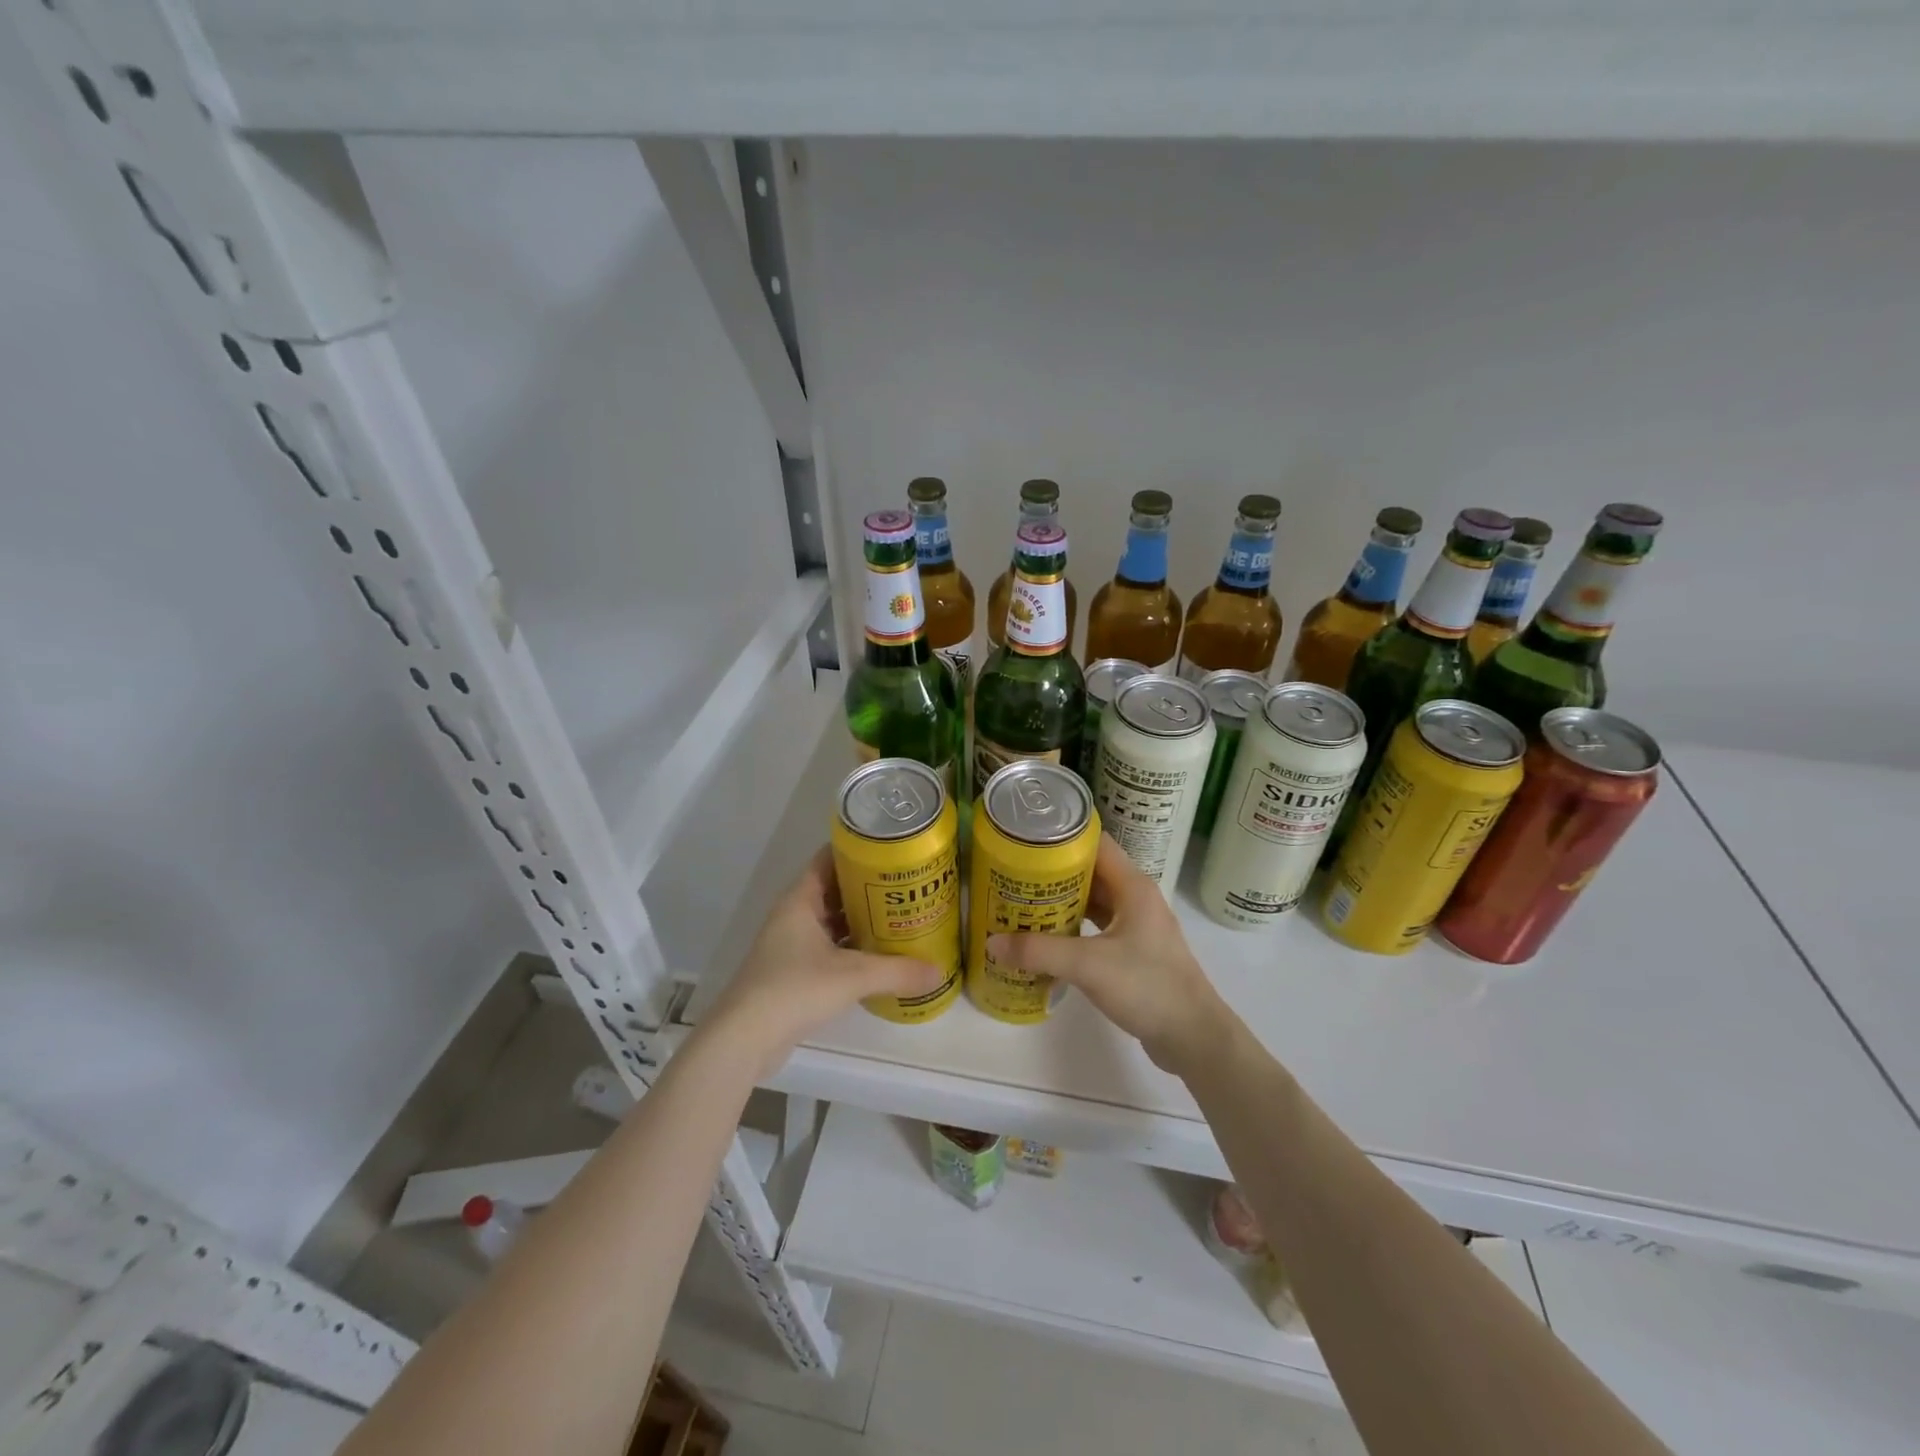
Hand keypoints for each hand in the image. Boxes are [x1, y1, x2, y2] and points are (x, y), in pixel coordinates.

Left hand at [705, 847, 944, 1074]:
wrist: (744, 1039)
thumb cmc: (794, 989)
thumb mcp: (853, 976)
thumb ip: (897, 972)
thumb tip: (939, 971)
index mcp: (800, 900)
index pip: (828, 859)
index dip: (857, 850)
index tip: (890, 848)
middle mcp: (794, 915)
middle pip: (834, 889)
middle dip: (867, 887)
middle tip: (906, 885)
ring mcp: (791, 945)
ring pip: (832, 921)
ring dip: (861, 919)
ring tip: (900, 916)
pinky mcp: (793, 972)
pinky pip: (829, 948)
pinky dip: (852, 948)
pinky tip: (879, 956)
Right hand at [988, 835, 1235, 1077]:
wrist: (1193, 1037)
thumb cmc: (1147, 987)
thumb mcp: (1088, 966)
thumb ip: (1039, 951)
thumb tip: (991, 943)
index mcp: (1133, 886)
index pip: (1094, 844)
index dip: (1060, 839)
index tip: (1024, 841)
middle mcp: (1136, 898)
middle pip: (1090, 872)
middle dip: (1052, 873)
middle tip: (1012, 875)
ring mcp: (1136, 926)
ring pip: (1092, 901)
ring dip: (1060, 902)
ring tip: (1020, 904)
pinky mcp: (1133, 951)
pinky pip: (1095, 927)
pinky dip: (1071, 928)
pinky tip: (1045, 940)